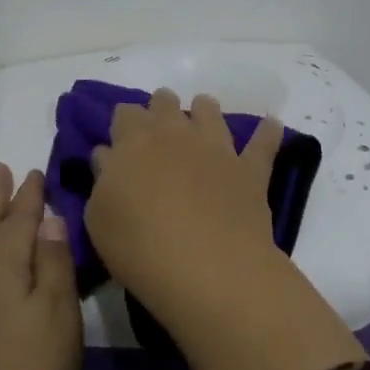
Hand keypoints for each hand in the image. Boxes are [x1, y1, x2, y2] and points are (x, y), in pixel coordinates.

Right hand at [84, 89, 285, 314]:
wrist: (206, 267)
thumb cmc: (139, 246)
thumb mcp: (99, 218)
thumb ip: (103, 180)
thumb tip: (109, 155)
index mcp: (134, 140)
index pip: (125, 113)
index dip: (123, 124)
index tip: (121, 140)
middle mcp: (176, 132)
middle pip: (165, 103)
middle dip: (160, 110)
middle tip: (157, 131)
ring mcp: (217, 147)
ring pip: (209, 111)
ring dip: (204, 111)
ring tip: (202, 118)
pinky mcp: (250, 169)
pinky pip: (263, 143)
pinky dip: (267, 132)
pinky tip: (270, 124)